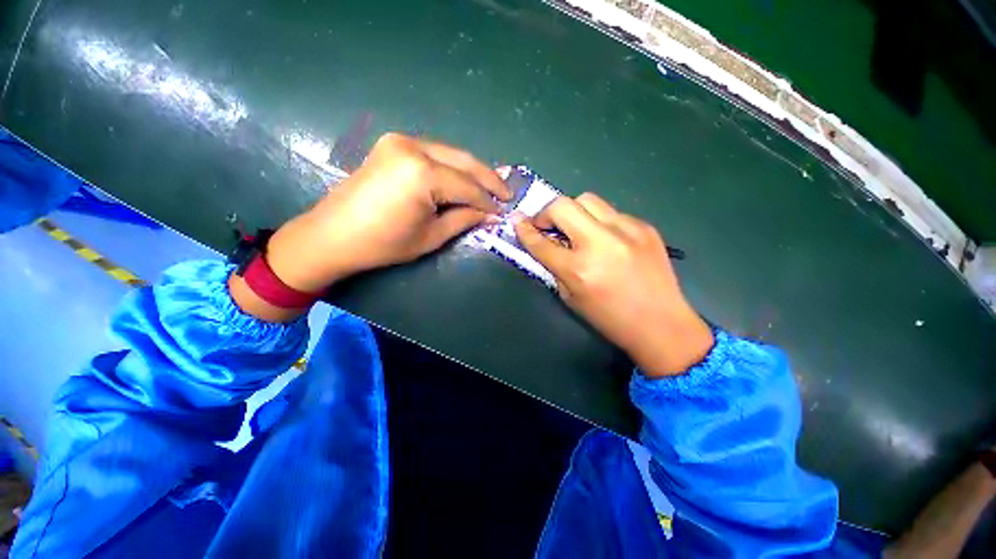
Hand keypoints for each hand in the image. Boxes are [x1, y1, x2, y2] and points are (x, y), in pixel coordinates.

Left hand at [231, 132, 510, 321]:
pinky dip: (452, 166)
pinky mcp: (393, 144)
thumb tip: (491, 214)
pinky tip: (462, 179)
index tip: (503, 212)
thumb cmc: (383, 244)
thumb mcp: (431, 237)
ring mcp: (401, 141)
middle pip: (464, 161)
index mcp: (423, 174)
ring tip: (489, 188)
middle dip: (488, 179)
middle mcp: (413, 147)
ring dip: (471, 171)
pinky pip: (434, 153)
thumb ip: (464, 220)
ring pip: (451, 153)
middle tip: (506, 194)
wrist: (333, 235)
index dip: (488, 202)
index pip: (468, 187)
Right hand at [513, 194, 712, 376]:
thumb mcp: (571, 297)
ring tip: (576, 228)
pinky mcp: (644, 226)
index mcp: (578, 269)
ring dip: (573, 211)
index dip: (524, 230)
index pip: (540, 241)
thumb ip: (554, 267)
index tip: (517, 221)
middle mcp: (600, 243)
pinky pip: (611, 212)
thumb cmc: (609, 318)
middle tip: (547, 225)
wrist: (661, 324)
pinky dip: (599, 222)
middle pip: (562, 205)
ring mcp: (626, 230)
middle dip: (546, 213)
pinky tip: (605, 239)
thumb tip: (543, 242)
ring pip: (587, 199)